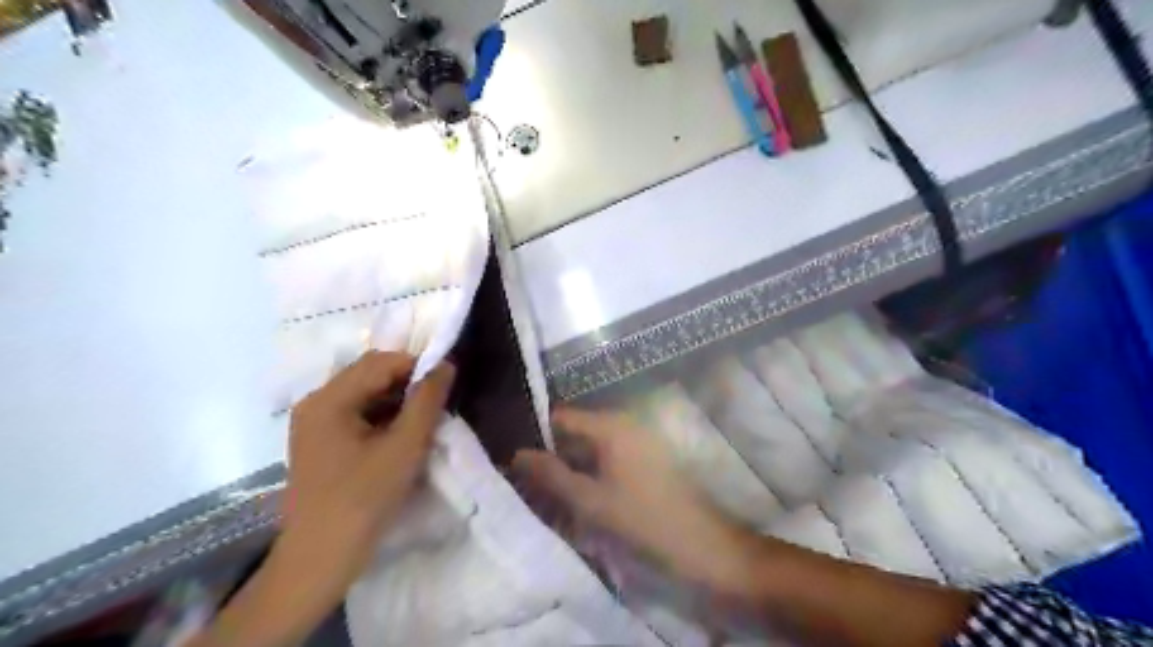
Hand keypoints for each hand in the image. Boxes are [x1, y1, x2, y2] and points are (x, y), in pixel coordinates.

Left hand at [278, 351, 454, 602]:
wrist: (320, 559)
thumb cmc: (364, 500)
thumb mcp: (405, 447)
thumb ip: (427, 401)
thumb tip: (445, 365)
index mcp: (329, 399)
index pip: (381, 362)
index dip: (417, 366)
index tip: (445, 385)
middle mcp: (315, 402)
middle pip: (369, 374)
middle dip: (406, 383)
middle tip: (436, 405)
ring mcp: (313, 422)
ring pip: (364, 393)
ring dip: (396, 400)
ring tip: (421, 422)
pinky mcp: (318, 440)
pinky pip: (355, 413)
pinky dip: (381, 416)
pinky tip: (399, 436)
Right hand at [512, 406, 763, 599]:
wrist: (704, 544)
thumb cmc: (644, 519)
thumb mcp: (590, 501)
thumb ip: (551, 475)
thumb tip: (517, 454)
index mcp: (611, 425)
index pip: (561, 416)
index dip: (536, 435)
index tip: (516, 460)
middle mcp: (625, 423)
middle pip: (577, 431)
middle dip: (554, 455)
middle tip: (531, 485)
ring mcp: (639, 440)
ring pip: (592, 448)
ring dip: (572, 468)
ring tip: (553, 496)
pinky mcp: (648, 458)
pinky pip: (610, 458)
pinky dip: (592, 474)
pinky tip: (582, 498)